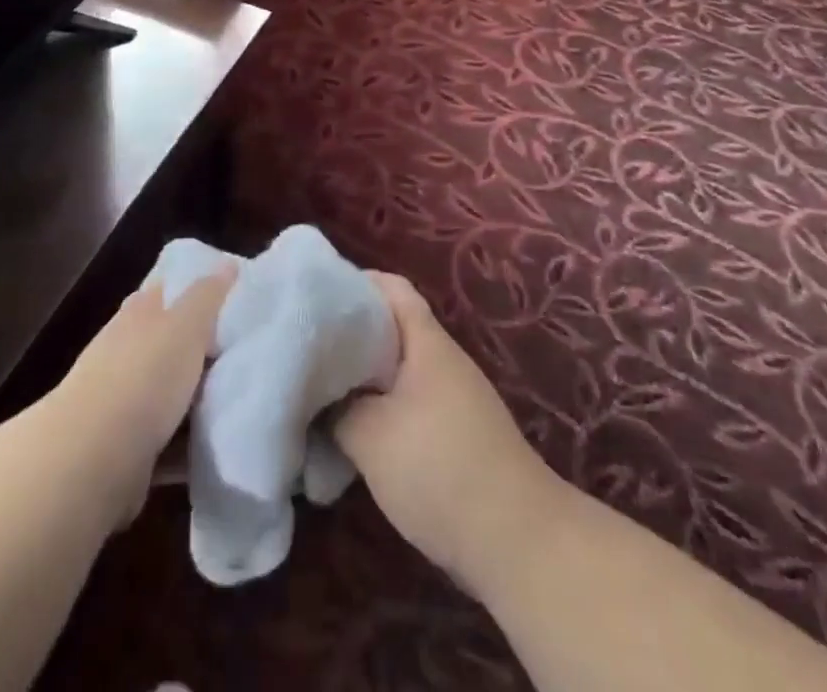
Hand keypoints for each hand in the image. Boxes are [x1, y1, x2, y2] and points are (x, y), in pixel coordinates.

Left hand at [49, 264, 235, 528]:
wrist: (91, 458)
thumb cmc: (143, 377)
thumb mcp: (185, 326)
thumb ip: (207, 295)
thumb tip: (228, 263)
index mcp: (138, 314)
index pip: (165, 290)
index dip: (193, 289)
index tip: (230, 296)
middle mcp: (125, 351)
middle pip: (167, 342)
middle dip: (199, 347)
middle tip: (244, 351)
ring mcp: (121, 401)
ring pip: (167, 391)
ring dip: (194, 397)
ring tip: (240, 399)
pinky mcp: (125, 448)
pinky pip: (167, 441)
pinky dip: (188, 444)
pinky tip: (217, 446)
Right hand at [333, 273, 562, 595]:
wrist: (519, 543)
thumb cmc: (439, 469)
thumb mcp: (370, 436)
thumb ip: (336, 408)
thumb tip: (319, 398)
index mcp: (428, 342)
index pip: (391, 287)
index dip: (354, 283)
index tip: (316, 297)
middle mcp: (444, 360)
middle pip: (392, 328)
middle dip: (350, 335)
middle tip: (308, 347)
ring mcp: (455, 398)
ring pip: (399, 369)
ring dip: (364, 377)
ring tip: (323, 389)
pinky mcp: (459, 434)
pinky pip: (411, 402)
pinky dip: (382, 408)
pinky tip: (355, 432)